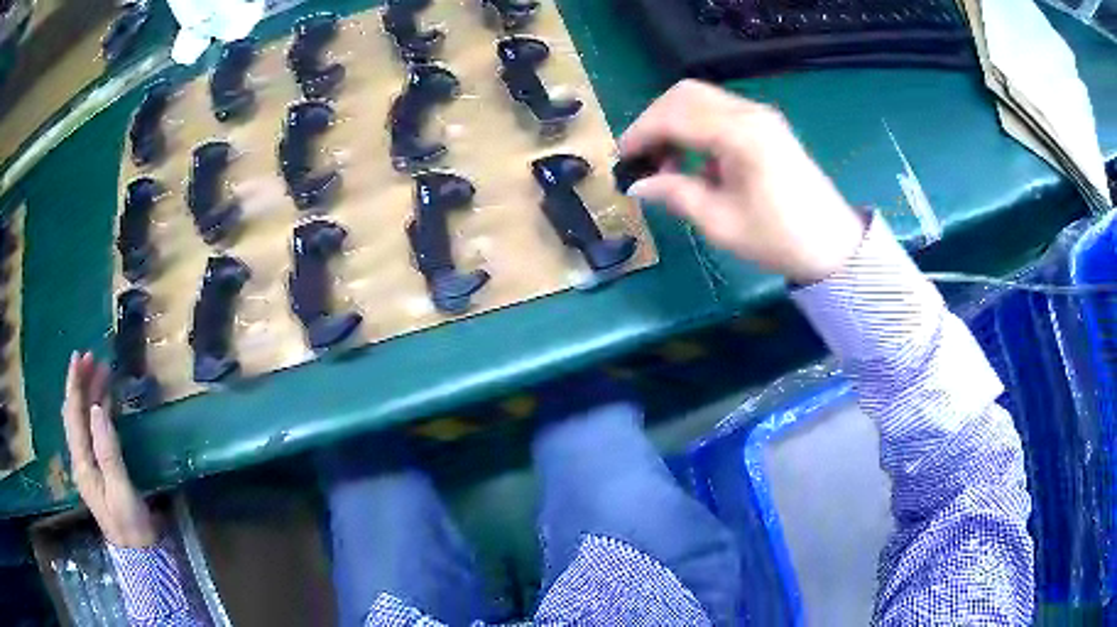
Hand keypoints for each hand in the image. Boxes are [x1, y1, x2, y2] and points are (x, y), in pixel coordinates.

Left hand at [62, 351, 157, 548]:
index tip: (79, 357)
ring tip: (101, 371)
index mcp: (82, 463)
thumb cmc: (130, 524)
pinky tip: (105, 403)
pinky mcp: (99, 469)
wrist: (139, 553)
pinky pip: (92, 432)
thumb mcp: (121, 490)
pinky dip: (97, 411)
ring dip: (89, 395)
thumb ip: (108, 451)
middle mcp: (80, 459)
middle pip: (74, 414)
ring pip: (83, 421)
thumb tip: (98, 409)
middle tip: (92, 357)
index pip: (72, 415)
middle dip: (80, 384)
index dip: (74, 384)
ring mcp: (89, 465)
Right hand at [619, 80, 865, 283]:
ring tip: (666, 162)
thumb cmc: (778, 238)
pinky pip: (719, 111)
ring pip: (701, 98)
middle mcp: (749, 113)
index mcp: (739, 135)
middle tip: (643, 157)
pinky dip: (696, 127)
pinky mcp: (765, 125)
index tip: (623, 159)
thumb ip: (676, 194)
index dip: (641, 133)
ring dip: (674, 122)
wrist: (832, 244)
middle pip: (685, 94)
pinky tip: (695, 160)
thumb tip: (638, 185)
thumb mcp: (720, 223)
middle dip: (654, 120)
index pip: (675, 115)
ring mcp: (760, 115)